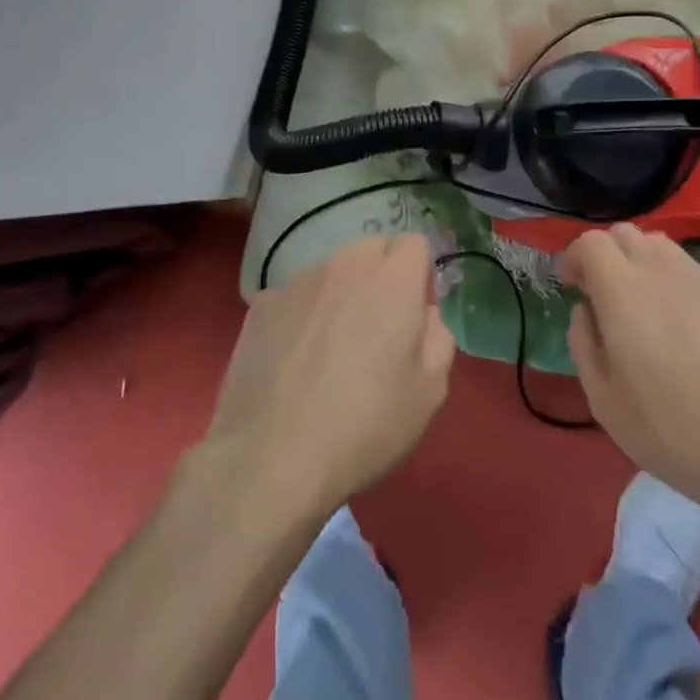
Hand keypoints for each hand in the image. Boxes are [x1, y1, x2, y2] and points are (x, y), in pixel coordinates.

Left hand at [201, 233, 454, 523]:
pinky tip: (294, 359)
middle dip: (382, 276)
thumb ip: (437, 335)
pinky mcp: (262, 302)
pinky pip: (296, 294)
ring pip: (332, 270)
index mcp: (392, 281)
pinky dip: (303, 313)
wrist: (270, 457)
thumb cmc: (364, 427)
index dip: (419, 274)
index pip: (414, 243)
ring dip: (341, 293)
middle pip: (372, 249)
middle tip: (376, 328)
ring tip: (330, 348)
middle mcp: (344, 266)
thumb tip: (423, 311)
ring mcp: (298, 280)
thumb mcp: (429, 392)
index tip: (413, 314)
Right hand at [564, 223, 699, 535]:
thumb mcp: (606, 404)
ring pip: (663, 248)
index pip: (591, 242)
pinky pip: (697, 274)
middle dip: (607, 256)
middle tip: (606, 298)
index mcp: (624, 291)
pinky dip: (679, 286)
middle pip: (626, 234)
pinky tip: (691, 335)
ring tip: (648, 311)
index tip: (573, 288)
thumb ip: (584, 344)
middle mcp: (664, 272)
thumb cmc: (678, 436)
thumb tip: (586, 310)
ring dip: (643, 265)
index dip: (575, 258)